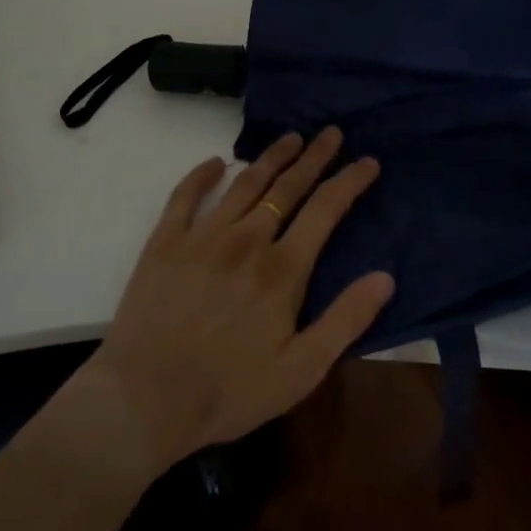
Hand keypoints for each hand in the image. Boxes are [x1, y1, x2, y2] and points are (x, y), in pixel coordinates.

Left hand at [85, 128, 391, 470]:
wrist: (146, 398)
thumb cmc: (229, 391)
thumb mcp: (301, 370)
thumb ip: (345, 320)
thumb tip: (385, 277)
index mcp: (282, 269)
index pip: (325, 210)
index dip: (349, 181)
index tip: (367, 161)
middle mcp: (247, 240)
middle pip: (288, 187)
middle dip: (314, 157)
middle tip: (331, 132)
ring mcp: (203, 235)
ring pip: (245, 183)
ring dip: (271, 157)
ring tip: (290, 138)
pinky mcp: (165, 241)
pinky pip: (186, 195)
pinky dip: (202, 173)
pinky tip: (215, 162)